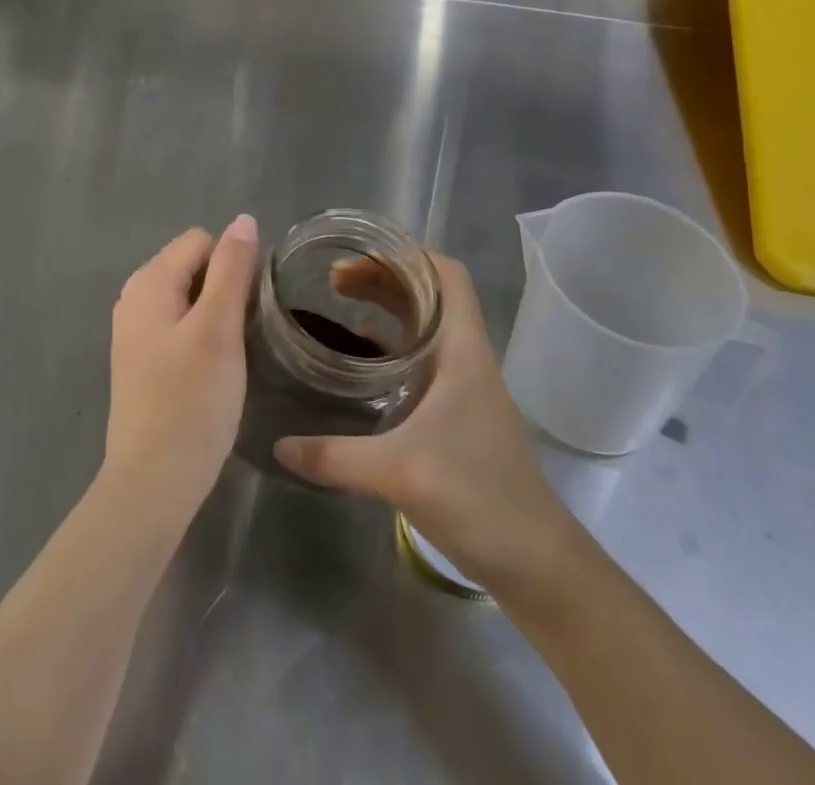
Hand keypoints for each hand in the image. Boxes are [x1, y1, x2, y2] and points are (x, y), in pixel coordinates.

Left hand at [102, 216, 259, 532]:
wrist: (153, 482)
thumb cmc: (191, 401)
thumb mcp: (219, 328)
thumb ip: (232, 269)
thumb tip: (243, 220)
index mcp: (149, 282)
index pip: (201, 240)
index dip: (233, 264)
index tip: (250, 306)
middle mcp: (134, 298)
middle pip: (193, 266)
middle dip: (224, 288)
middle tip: (243, 332)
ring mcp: (135, 332)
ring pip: (189, 298)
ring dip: (215, 315)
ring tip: (232, 352)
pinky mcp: (142, 361)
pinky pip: (179, 326)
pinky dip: (200, 336)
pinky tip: (212, 371)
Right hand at [274, 250, 580, 590]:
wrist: (536, 561)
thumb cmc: (478, 497)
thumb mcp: (399, 472)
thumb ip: (335, 456)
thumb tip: (278, 442)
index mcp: (463, 349)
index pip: (447, 275)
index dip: (407, 253)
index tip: (359, 253)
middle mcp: (466, 356)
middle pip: (429, 293)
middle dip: (383, 277)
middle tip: (333, 281)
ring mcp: (465, 385)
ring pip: (425, 325)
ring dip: (387, 307)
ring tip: (341, 304)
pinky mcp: (459, 412)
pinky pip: (422, 358)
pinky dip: (391, 345)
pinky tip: (359, 361)